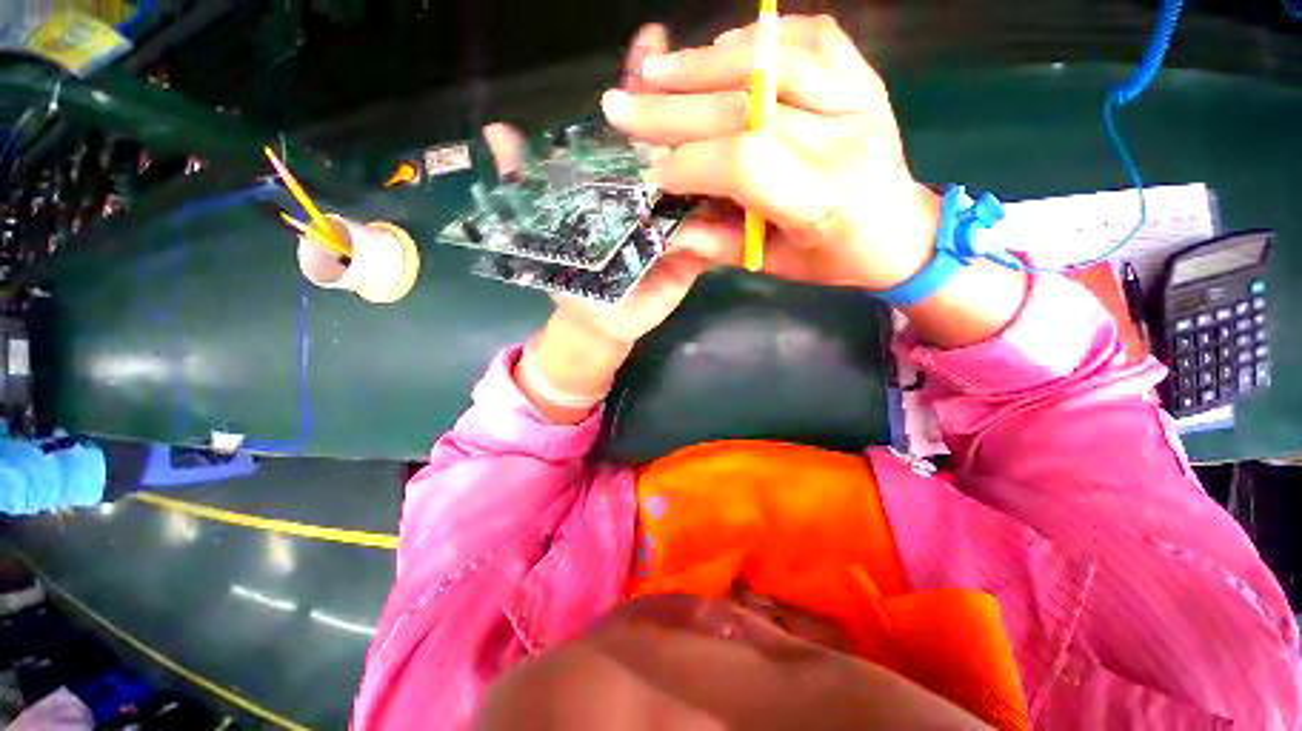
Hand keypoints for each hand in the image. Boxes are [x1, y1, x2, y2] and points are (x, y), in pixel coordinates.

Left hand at [483, 24, 731, 422]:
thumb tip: (497, 130)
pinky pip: (716, 232)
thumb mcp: (542, 230)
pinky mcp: (697, 254)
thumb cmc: (573, 279)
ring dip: (721, 157)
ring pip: (705, 185)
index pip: (636, 129)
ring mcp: (681, 224)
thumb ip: (523, 184)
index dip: (642, 87)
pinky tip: (749, 185)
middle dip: (692, 110)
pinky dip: (729, 214)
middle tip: (703, 74)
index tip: (651, 42)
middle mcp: (657, 196)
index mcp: (622, 184)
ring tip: (738, 123)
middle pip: (678, 149)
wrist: (600, 322)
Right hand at [599, 15, 941, 292]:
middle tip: (623, 104)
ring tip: (657, 73)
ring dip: (705, 64)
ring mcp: (857, 95)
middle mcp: (842, 137)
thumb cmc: (836, 258)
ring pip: (772, 59)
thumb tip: (668, 232)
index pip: (743, 162)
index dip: (689, 163)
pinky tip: (718, 51)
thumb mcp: (776, 266)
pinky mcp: (861, 73)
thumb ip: (721, 246)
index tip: (652, 173)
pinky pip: (806, 35)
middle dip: (674, 108)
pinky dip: (755, 38)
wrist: (902, 229)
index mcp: (823, 197)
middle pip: (746, 107)